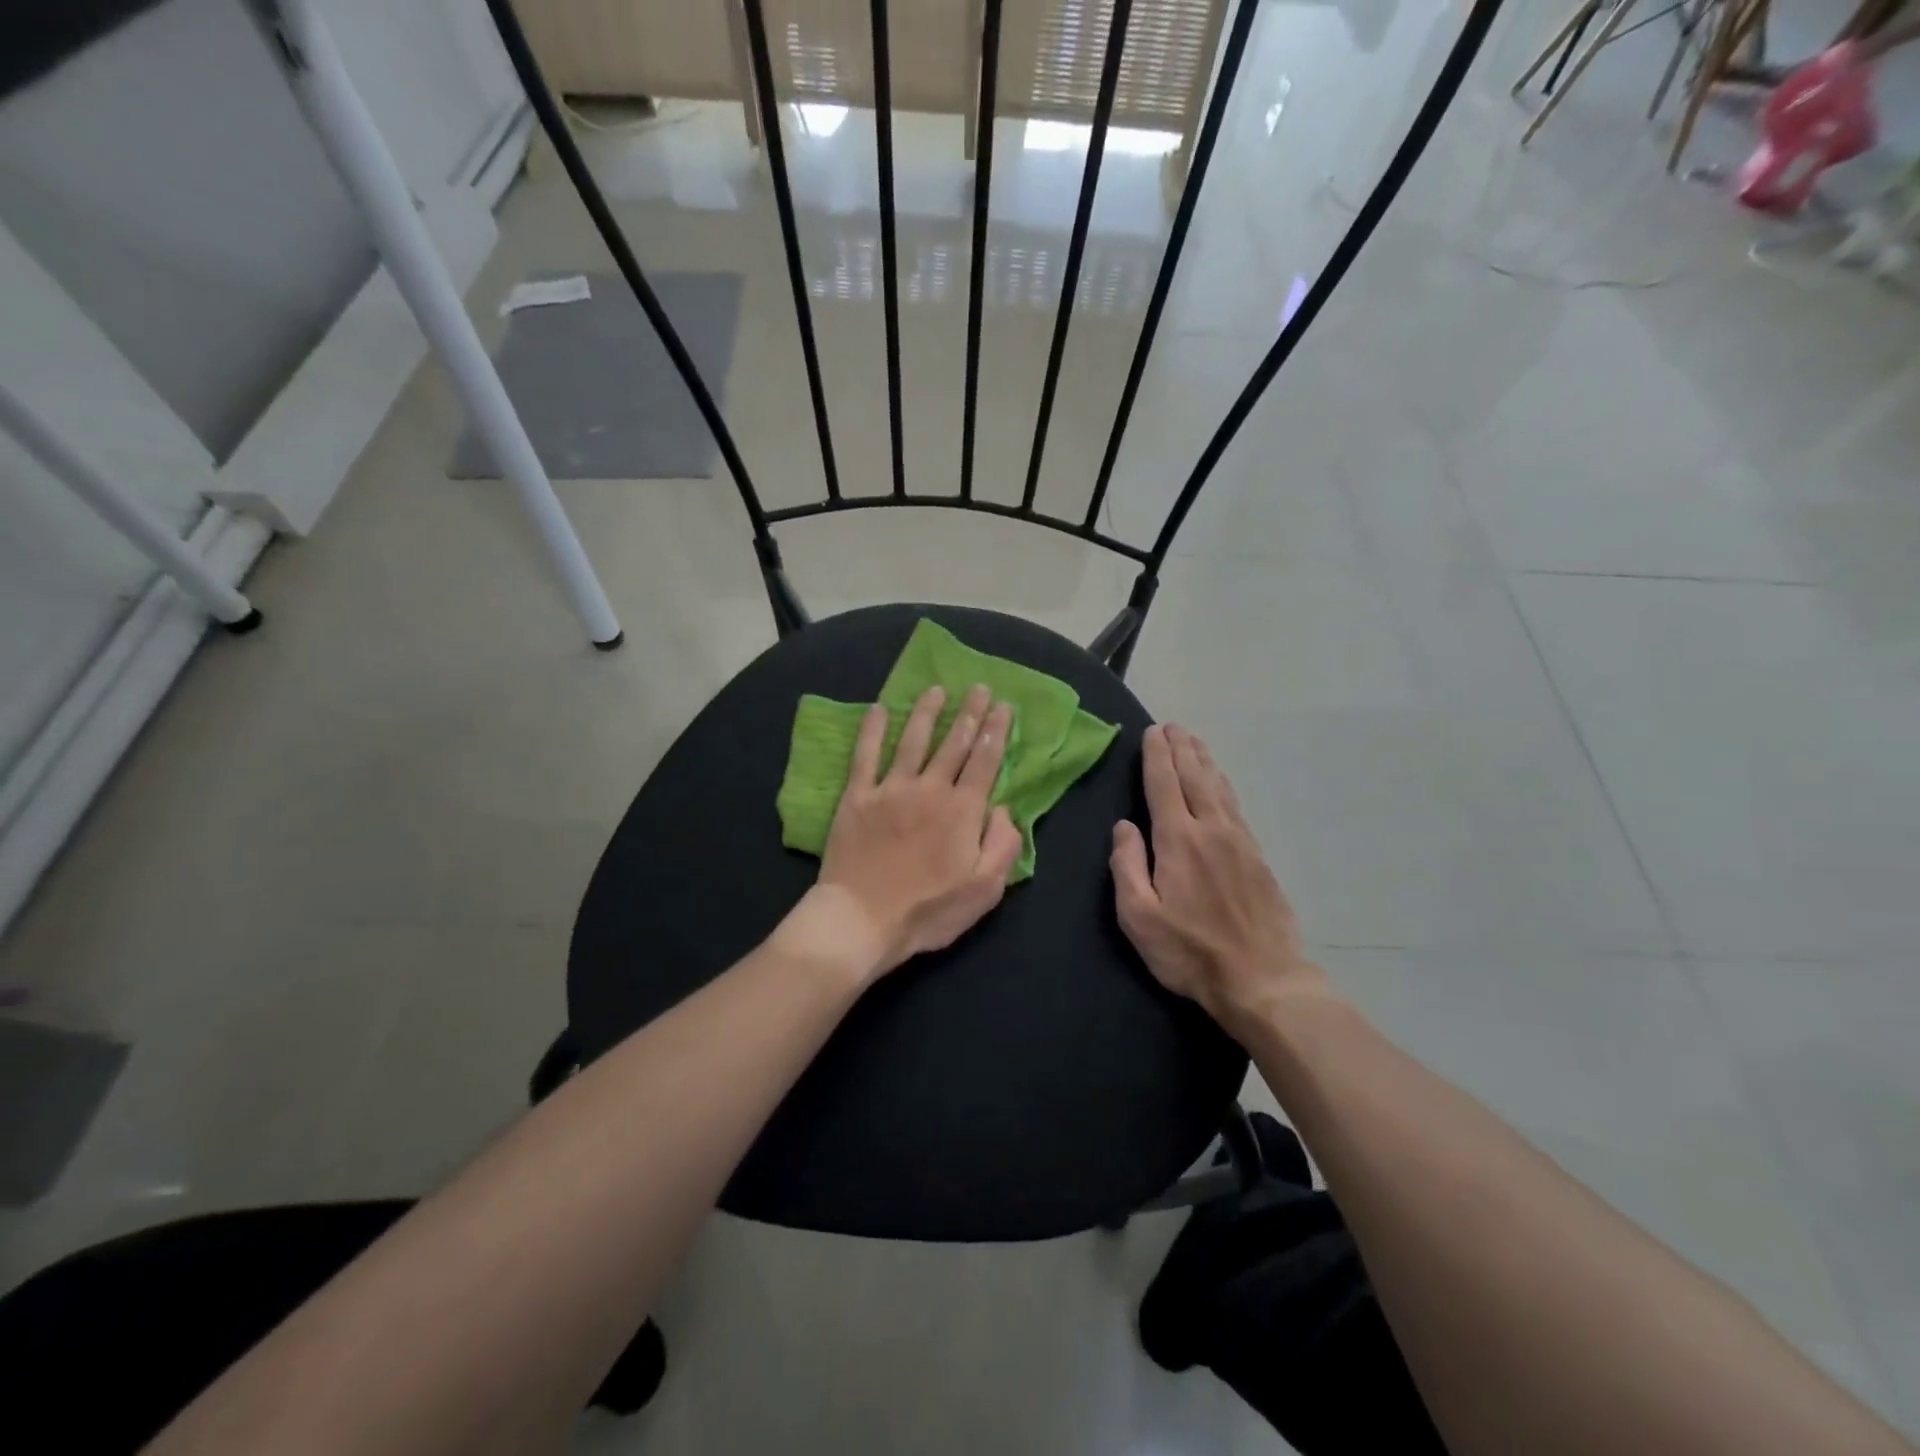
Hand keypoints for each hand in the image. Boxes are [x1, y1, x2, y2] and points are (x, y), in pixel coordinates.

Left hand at [797, 684, 1021, 982]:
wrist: (862, 920)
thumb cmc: (928, 911)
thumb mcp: (984, 890)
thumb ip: (1003, 845)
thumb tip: (1003, 808)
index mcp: (962, 810)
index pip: (985, 761)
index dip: (996, 731)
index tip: (1004, 706)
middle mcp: (930, 789)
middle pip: (954, 743)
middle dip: (970, 713)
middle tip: (979, 688)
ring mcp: (890, 789)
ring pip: (913, 740)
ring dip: (927, 712)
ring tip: (936, 689)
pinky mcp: (857, 797)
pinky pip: (865, 755)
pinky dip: (872, 730)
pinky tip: (878, 709)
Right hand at [1110, 724, 1331, 1033]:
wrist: (1263, 979)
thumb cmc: (1190, 952)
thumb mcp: (1139, 917)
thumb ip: (1127, 866)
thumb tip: (1123, 826)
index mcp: (1179, 840)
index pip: (1163, 785)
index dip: (1156, 756)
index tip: (1152, 732)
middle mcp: (1211, 830)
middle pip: (1195, 777)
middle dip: (1181, 749)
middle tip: (1172, 726)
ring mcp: (1239, 841)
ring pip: (1219, 788)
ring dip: (1204, 761)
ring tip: (1193, 742)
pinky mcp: (1257, 857)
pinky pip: (1235, 806)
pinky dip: (1223, 785)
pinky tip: (1219, 784)